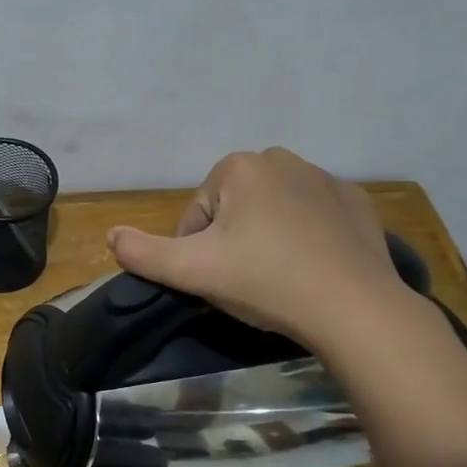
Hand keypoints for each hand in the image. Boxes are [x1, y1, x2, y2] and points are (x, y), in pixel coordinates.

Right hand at [107, 148, 408, 348]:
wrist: (354, 308)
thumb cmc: (265, 281)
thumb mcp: (191, 271)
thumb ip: (142, 252)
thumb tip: (110, 235)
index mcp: (238, 167)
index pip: (197, 215)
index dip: (198, 252)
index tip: (219, 280)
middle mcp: (281, 158)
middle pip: (233, 209)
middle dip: (232, 240)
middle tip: (247, 280)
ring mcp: (325, 177)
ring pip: (272, 211)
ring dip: (266, 237)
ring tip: (280, 277)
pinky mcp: (355, 201)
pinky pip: (312, 216)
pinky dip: (305, 237)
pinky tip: (313, 267)